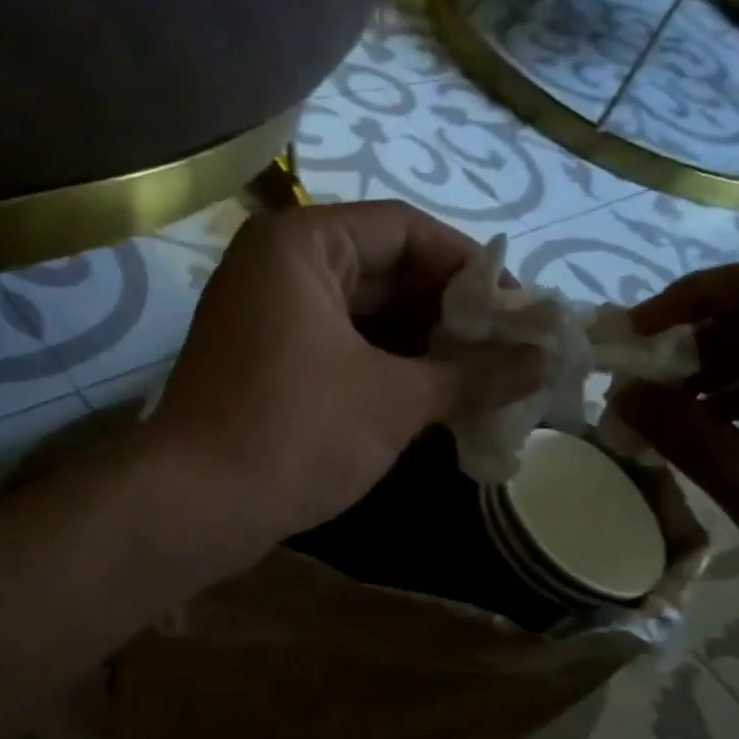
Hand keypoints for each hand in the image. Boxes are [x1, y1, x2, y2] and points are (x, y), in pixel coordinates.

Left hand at [143, 201, 541, 561]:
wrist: (195, 507)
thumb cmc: (296, 434)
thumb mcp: (394, 400)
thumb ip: (472, 374)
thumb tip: (544, 360)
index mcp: (303, 245)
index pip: (405, 230)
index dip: (469, 267)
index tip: (519, 308)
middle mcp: (278, 268)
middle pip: (384, 273)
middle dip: (448, 315)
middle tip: (510, 350)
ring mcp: (266, 319)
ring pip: (362, 319)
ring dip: (421, 349)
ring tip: (484, 380)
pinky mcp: (263, 366)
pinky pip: (338, 351)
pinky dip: (384, 371)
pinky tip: (433, 400)